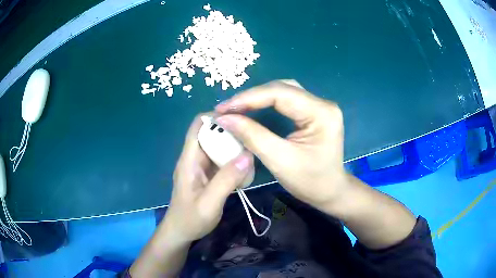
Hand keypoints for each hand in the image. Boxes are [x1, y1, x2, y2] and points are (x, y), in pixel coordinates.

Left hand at [162, 114, 253, 242]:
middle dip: (229, 131)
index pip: (198, 126)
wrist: (181, 233)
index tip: (238, 118)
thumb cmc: (191, 219)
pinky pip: (220, 161)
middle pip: (210, 134)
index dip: (215, 117)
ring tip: (253, 147)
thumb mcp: (209, 203)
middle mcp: (194, 159)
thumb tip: (247, 156)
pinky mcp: (207, 176)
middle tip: (251, 135)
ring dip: (232, 146)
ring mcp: (200, 167)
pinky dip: (232, 159)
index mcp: (189, 160)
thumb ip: (226, 180)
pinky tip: (246, 165)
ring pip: (217, 147)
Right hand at [215, 80, 347, 209]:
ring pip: (283, 91)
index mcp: (321, 113)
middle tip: (227, 109)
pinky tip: (252, 109)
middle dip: (251, 97)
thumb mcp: (279, 160)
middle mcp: (322, 103)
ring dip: (257, 98)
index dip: (248, 98)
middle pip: (281, 88)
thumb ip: (252, 136)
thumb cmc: (310, 181)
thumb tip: (224, 118)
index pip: (280, 93)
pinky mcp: (313, 112)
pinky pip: (286, 100)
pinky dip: (266, 103)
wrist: (330, 191)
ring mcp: (319, 106)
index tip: (222, 109)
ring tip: (235, 108)